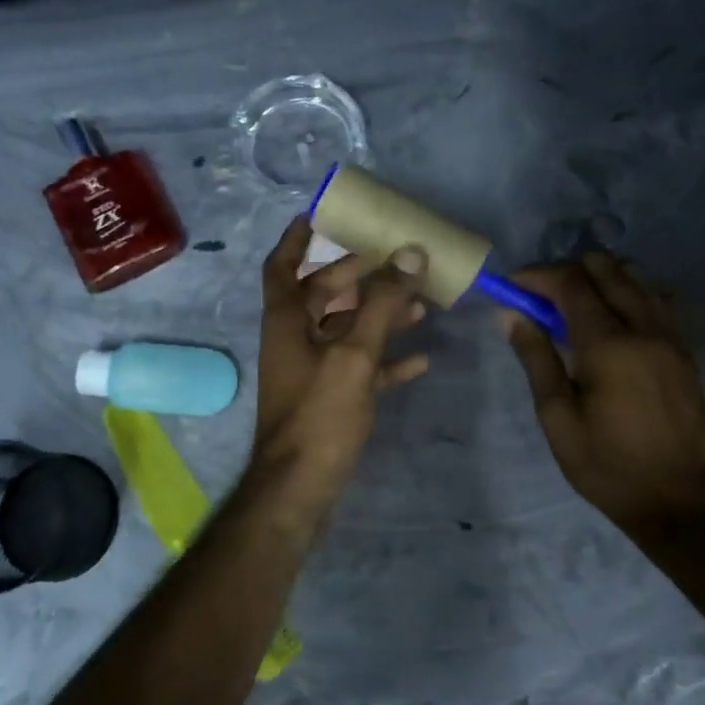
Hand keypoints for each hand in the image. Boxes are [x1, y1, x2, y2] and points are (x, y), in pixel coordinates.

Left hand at [249, 219, 430, 518]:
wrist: (300, 489)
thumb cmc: (319, 414)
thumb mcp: (354, 354)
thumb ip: (383, 304)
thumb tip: (409, 253)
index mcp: (287, 320)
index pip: (282, 265)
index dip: (296, 239)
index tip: (319, 216)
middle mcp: (295, 339)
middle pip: (324, 295)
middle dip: (359, 276)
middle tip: (395, 261)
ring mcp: (312, 371)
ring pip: (347, 330)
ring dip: (380, 316)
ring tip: (421, 305)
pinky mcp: (330, 399)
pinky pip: (360, 367)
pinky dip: (385, 359)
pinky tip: (421, 360)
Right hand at [502, 252, 704, 534]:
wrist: (676, 500)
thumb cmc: (605, 463)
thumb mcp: (556, 415)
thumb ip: (536, 357)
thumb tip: (511, 314)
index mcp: (608, 344)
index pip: (571, 283)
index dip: (537, 275)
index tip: (512, 285)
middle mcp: (644, 328)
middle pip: (607, 269)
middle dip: (568, 271)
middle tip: (542, 297)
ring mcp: (671, 337)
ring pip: (636, 279)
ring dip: (601, 280)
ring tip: (575, 308)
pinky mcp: (685, 351)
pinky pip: (657, 301)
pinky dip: (629, 295)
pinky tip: (612, 323)